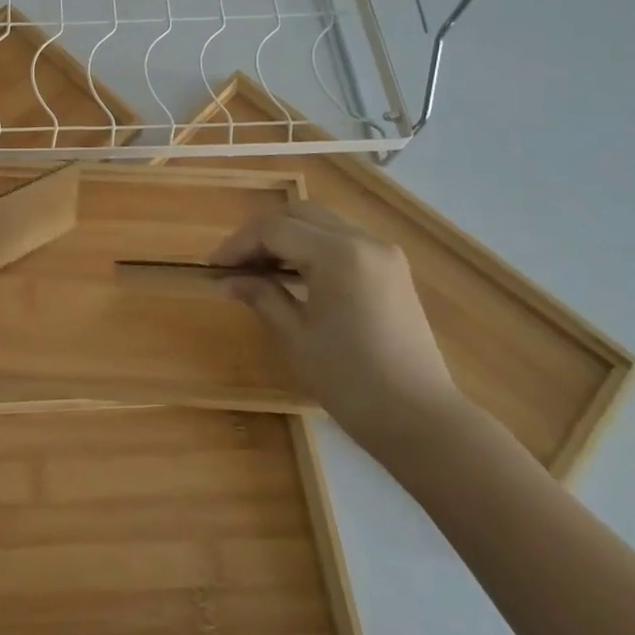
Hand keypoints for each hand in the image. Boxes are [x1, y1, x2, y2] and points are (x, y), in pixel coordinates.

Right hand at [210, 201, 466, 457]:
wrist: (422, 420)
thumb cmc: (351, 380)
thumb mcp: (296, 336)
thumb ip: (261, 295)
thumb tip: (227, 279)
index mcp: (338, 254)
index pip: (274, 230)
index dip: (237, 245)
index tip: (213, 268)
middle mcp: (364, 241)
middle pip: (299, 214)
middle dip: (262, 234)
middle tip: (236, 265)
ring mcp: (383, 253)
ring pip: (322, 223)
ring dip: (288, 238)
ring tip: (260, 270)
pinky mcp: (392, 270)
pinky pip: (343, 241)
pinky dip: (313, 248)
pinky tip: (294, 275)